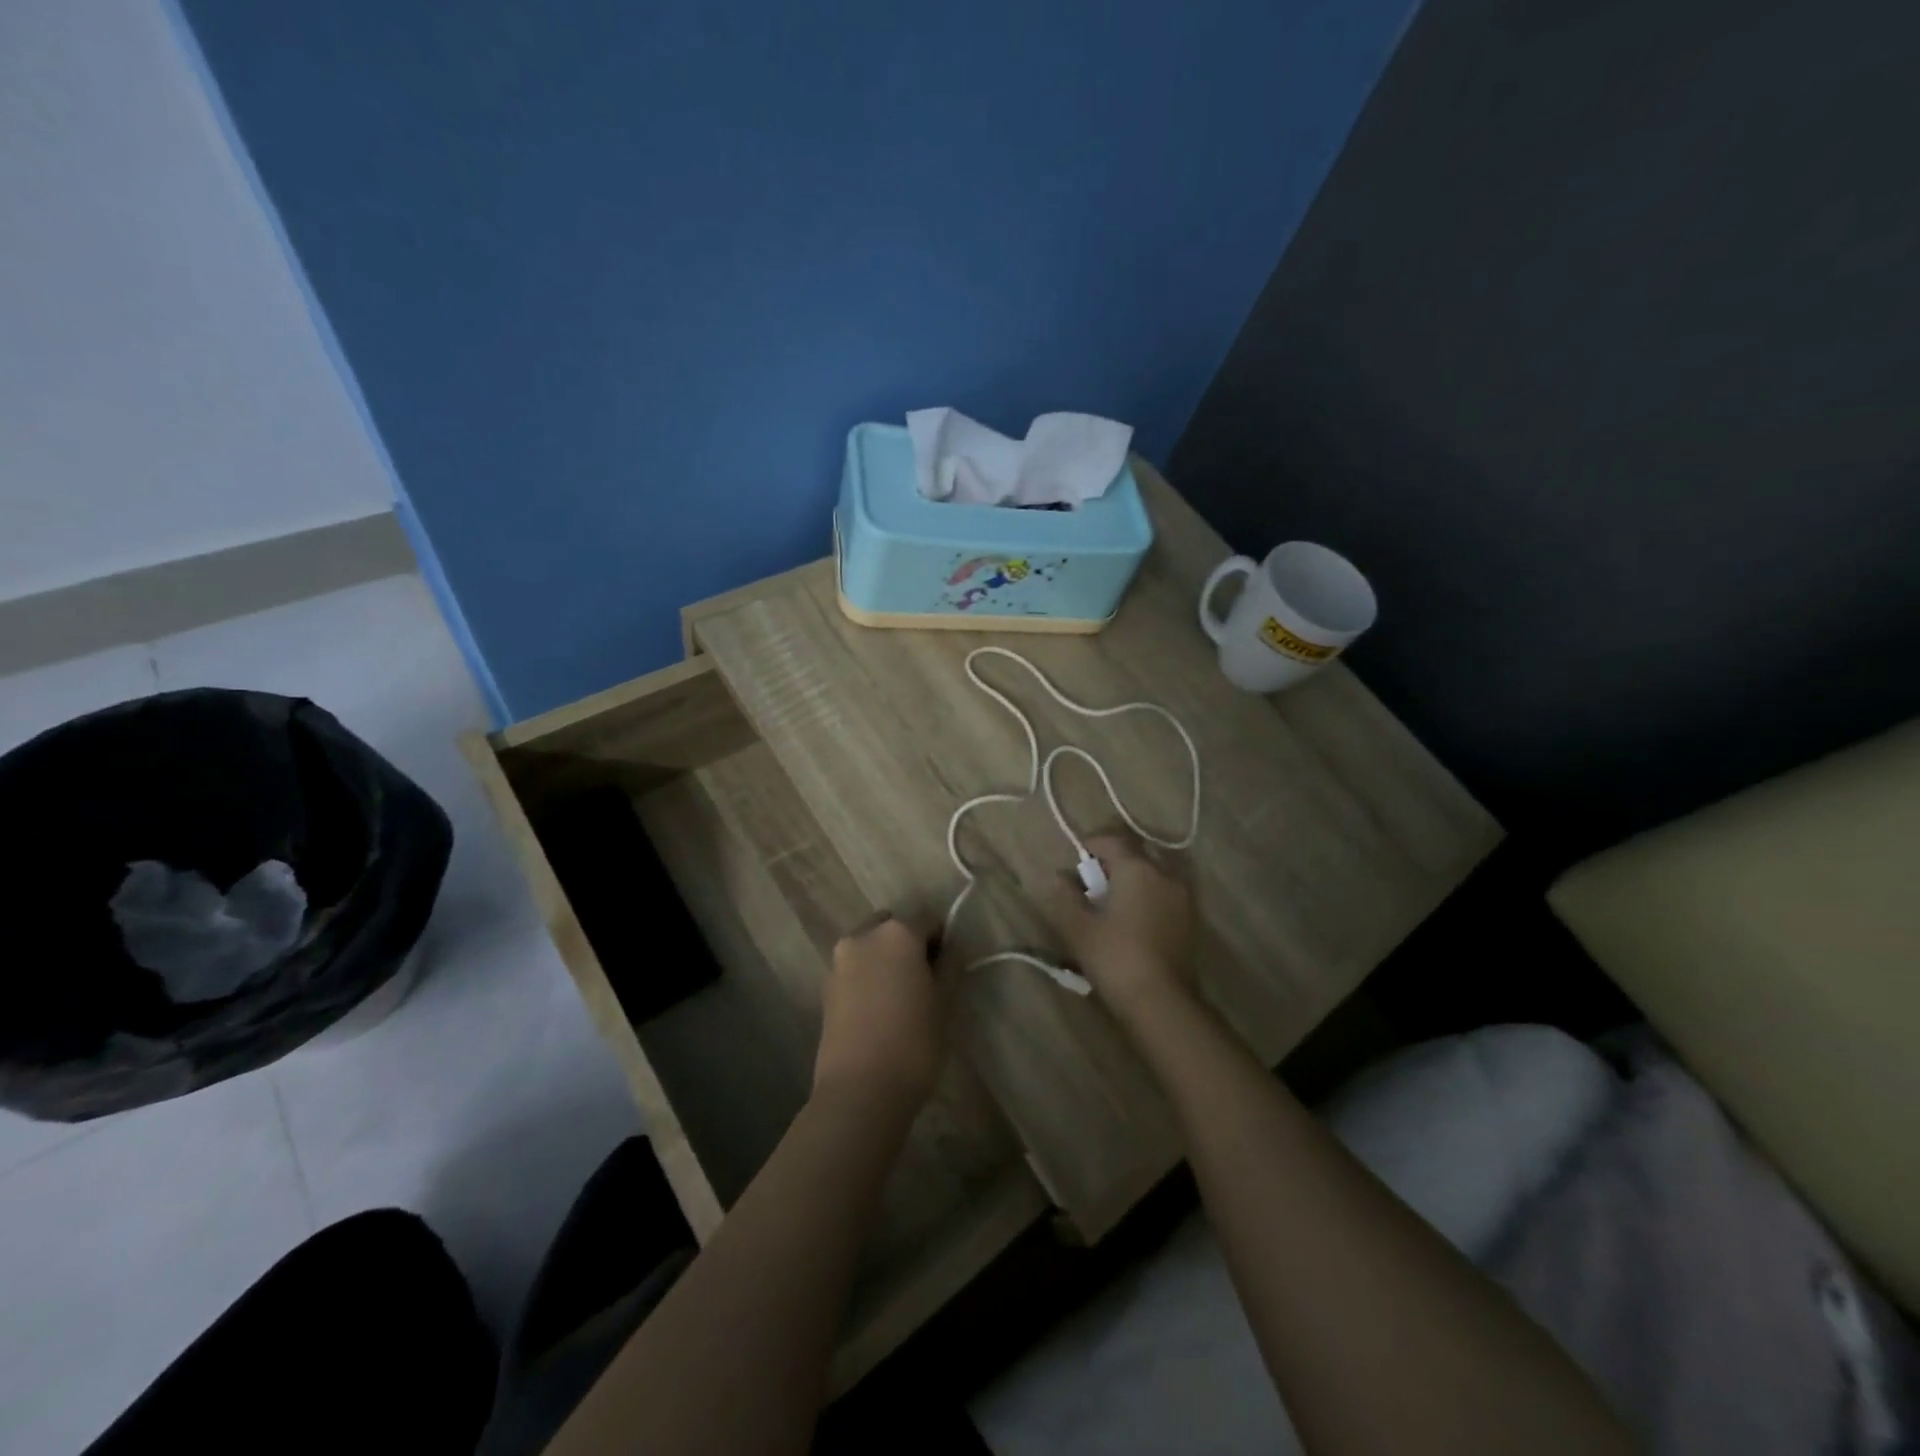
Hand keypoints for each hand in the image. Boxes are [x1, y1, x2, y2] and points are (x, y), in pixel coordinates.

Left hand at [815, 914, 944, 1109]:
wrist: (860, 1090)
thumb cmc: (914, 1043)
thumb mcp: (944, 1002)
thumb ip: (949, 965)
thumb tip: (950, 948)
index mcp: (897, 933)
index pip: (929, 921)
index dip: (942, 942)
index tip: (947, 969)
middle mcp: (864, 936)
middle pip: (894, 927)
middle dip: (909, 945)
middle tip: (923, 981)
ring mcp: (839, 960)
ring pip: (870, 946)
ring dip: (885, 960)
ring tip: (899, 999)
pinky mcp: (825, 986)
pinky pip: (854, 969)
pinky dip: (867, 977)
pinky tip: (878, 1011)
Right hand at [1045, 834, 1195, 1022]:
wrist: (1161, 1001)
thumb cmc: (1115, 957)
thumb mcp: (1078, 927)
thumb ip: (1065, 896)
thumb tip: (1059, 876)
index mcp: (1137, 869)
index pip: (1111, 840)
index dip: (1091, 845)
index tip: (1076, 862)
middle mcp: (1165, 874)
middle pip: (1136, 853)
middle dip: (1114, 861)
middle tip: (1093, 883)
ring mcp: (1183, 896)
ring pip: (1154, 873)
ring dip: (1133, 879)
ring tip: (1113, 903)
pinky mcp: (1191, 919)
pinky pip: (1165, 893)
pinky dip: (1149, 896)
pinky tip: (1134, 920)